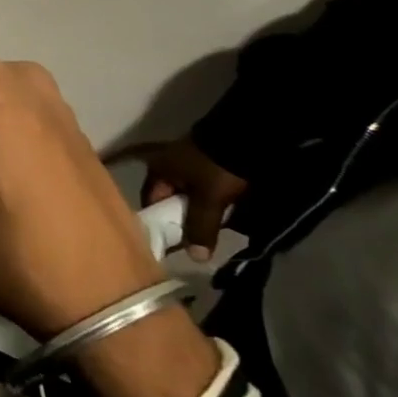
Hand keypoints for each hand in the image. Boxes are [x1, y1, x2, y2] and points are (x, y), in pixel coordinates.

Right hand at [115, 136, 246, 261]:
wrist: (246, 138)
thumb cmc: (216, 168)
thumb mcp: (208, 199)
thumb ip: (200, 227)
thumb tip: (195, 258)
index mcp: (157, 170)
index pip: (151, 203)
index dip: (161, 224)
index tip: (174, 243)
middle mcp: (166, 166)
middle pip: (169, 200)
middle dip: (183, 220)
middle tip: (197, 240)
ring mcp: (186, 163)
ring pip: (187, 196)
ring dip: (198, 212)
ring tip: (212, 230)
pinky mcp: (206, 164)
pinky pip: (201, 190)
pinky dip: (209, 203)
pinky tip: (222, 214)